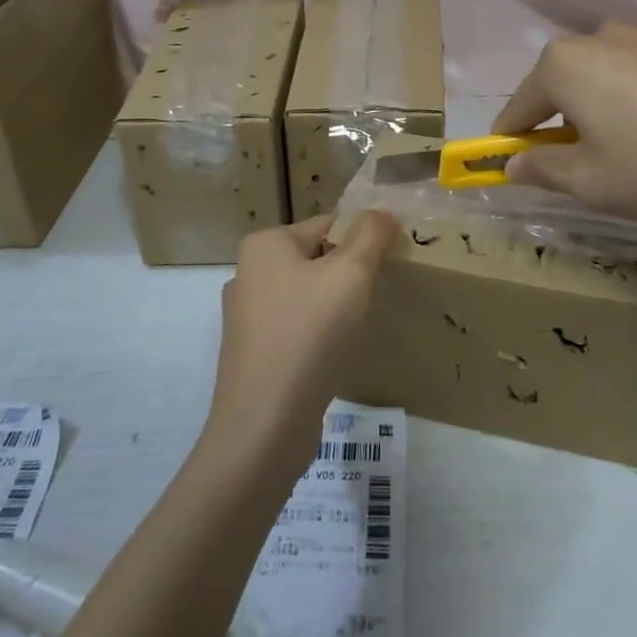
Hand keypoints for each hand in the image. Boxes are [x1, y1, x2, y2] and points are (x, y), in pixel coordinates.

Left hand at [206, 213, 398, 468]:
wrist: (265, 424)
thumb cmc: (309, 334)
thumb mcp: (350, 274)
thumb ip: (370, 236)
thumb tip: (382, 212)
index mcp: (264, 245)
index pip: (327, 225)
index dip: (363, 241)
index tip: (390, 264)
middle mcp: (248, 273)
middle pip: (316, 260)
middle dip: (348, 275)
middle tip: (378, 296)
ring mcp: (246, 317)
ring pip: (307, 297)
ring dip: (335, 308)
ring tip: (359, 328)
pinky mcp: (253, 354)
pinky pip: (296, 329)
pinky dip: (318, 336)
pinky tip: (335, 355)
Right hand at [492, 22, 636, 225]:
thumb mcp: (591, 183)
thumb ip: (542, 170)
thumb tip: (513, 165)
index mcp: (564, 65)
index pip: (519, 107)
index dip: (510, 140)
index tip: (507, 166)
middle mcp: (600, 39)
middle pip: (562, 86)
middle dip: (559, 124)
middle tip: (575, 166)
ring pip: (604, 79)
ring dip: (600, 111)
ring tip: (628, 153)